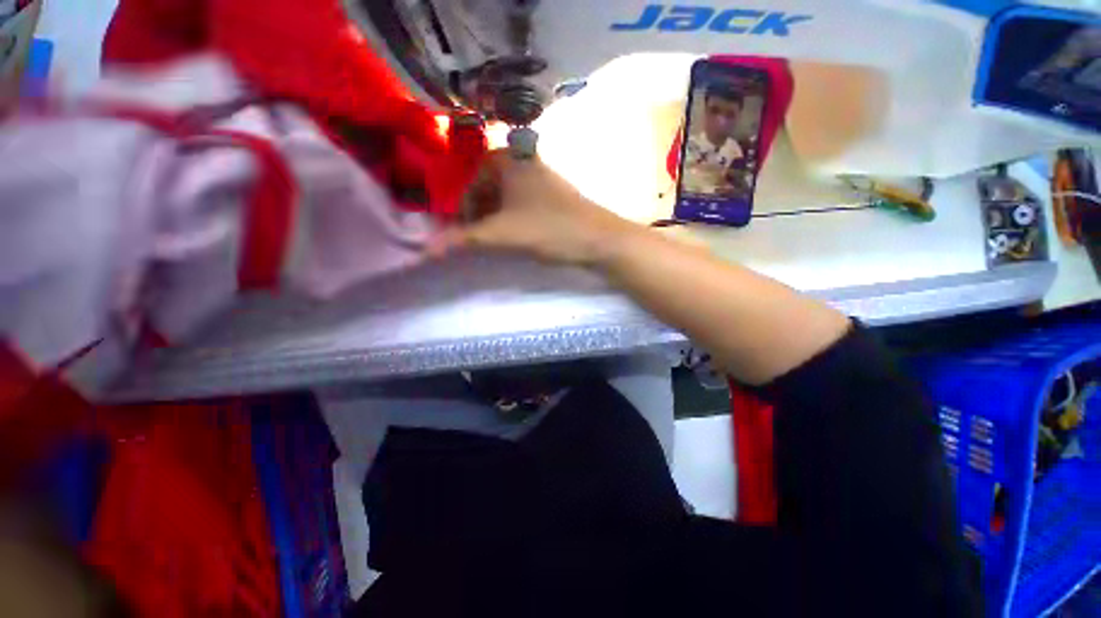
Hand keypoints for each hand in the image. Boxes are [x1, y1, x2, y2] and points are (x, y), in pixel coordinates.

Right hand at [428, 151, 638, 266]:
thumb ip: (465, 239)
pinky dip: (512, 218)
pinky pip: (521, 202)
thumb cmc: (550, 228)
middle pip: (486, 187)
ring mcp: (540, 176)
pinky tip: (517, 235)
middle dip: (478, 214)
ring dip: (494, 217)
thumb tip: (425, 250)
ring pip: (504, 196)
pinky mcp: (552, 194)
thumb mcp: (504, 233)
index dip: (462, 209)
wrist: (599, 239)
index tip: (464, 233)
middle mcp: (523, 160)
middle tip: (479, 238)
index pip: (469, 181)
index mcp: (508, 159)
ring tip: (497, 240)